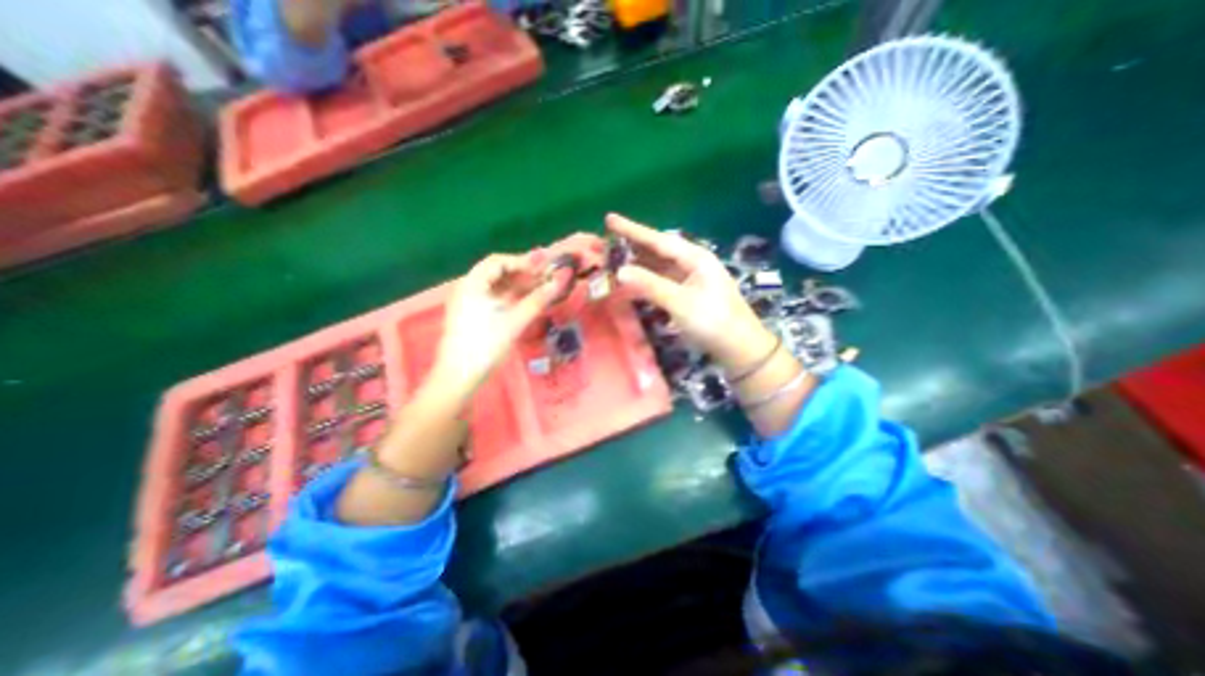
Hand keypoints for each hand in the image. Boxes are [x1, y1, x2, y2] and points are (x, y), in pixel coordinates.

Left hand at [437, 255, 561, 396]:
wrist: (459, 378)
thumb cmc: (485, 346)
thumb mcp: (514, 322)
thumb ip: (538, 299)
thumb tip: (561, 280)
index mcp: (472, 284)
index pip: (499, 262)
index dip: (523, 261)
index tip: (546, 265)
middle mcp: (468, 288)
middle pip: (498, 272)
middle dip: (523, 272)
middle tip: (548, 276)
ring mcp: (469, 302)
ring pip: (498, 286)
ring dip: (519, 284)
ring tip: (542, 287)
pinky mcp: (474, 315)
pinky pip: (496, 298)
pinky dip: (512, 296)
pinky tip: (528, 300)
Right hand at [608, 215, 776, 374]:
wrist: (739, 347)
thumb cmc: (713, 321)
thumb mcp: (681, 302)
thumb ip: (650, 285)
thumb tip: (620, 271)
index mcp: (695, 258)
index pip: (658, 240)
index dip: (632, 230)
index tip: (609, 219)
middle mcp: (693, 263)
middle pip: (658, 250)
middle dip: (633, 245)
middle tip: (606, 241)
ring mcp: (691, 279)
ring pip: (659, 266)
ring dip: (638, 263)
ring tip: (613, 259)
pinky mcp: (688, 294)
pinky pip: (662, 280)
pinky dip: (646, 280)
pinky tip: (633, 281)